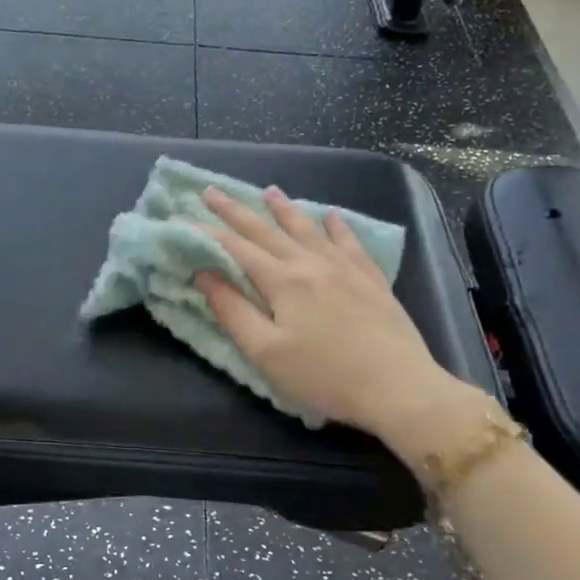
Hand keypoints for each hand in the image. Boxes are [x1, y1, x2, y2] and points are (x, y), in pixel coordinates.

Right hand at [193, 185, 488, 455]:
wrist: (398, 387)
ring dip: (284, 210)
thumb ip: (232, 310)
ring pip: (308, 229)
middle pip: (267, 231)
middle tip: (211, 191)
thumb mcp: (265, 351)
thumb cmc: (323, 376)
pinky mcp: (371, 280)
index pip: (235, 249)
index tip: (181, 220)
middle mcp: (311, 264)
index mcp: (282, 281)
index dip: (206, 233)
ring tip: (269, 191)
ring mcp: (345, 268)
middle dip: (236, 210)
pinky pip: (350, 243)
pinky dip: (337, 227)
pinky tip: (332, 217)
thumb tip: (204, 273)